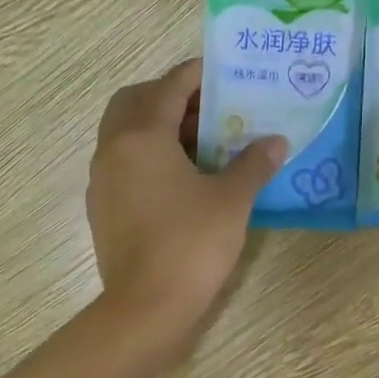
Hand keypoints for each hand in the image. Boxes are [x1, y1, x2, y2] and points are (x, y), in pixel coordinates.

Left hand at [88, 59, 285, 334]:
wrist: (147, 306)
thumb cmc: (191, 244)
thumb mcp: (231, 200)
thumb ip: (253, 164)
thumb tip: (275, 142)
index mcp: (141, 136)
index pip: (168, 87)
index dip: (196, 75)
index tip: (220, 71)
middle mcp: (113, 149)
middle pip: (134, 102)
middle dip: (168, 96)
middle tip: (205, 107)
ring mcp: (102, 180)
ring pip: (124, 133)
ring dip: (156, 126)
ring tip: (198, 141)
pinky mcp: (102, 207)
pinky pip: (122, 163)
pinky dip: (146, 155)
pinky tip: (179, 177)